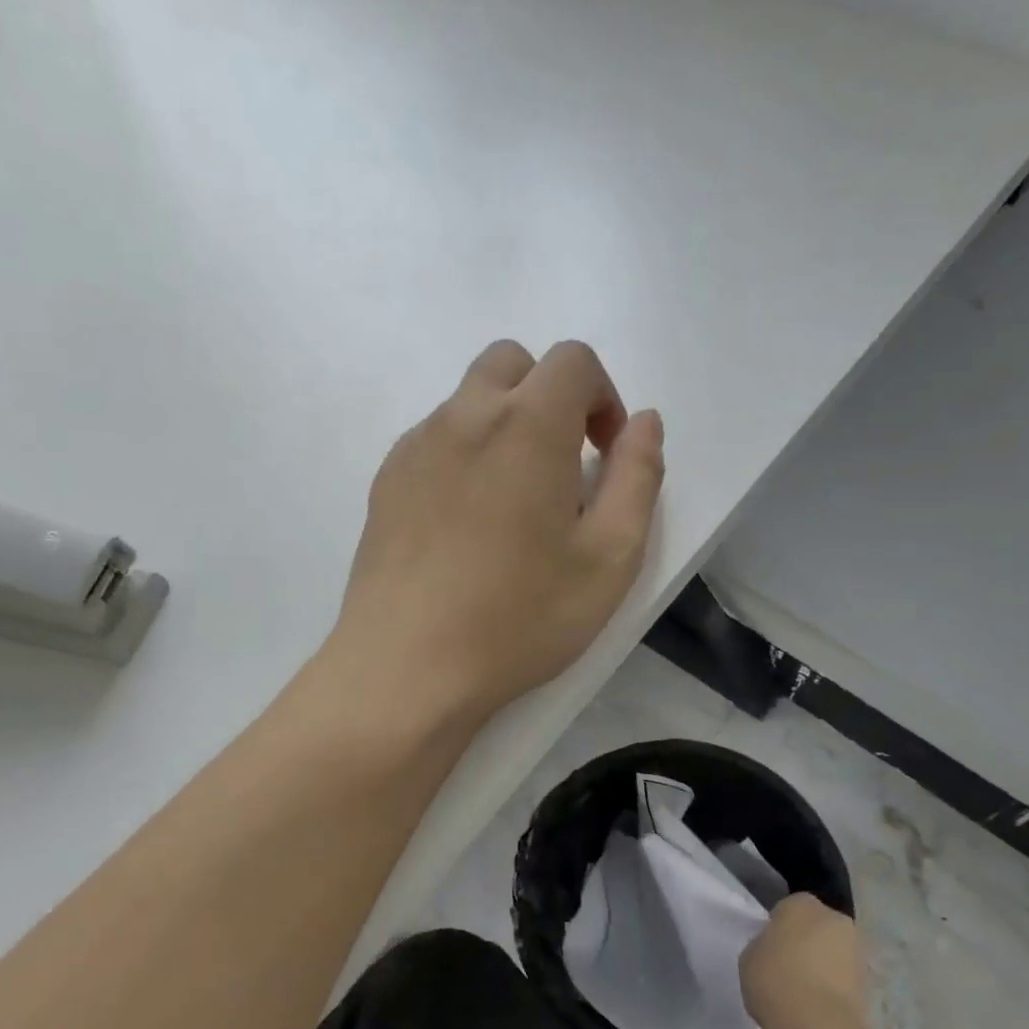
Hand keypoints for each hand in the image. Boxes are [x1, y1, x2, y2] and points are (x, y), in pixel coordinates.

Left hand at [329, 340, 664, 724]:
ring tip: (516, 506)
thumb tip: (644, 422)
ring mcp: (415, 448)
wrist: (407, 667)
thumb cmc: (520, 618)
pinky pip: (434, 440)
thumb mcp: (610, 559)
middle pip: (513, 364)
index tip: (606, 455)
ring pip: (469, 402)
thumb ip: (639, 477)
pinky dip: (464, 455)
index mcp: (527, 425)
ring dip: (506, 426)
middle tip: (564, 469)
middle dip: (551, 398)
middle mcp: (464, 417)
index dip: (603, 398)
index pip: (572, 361)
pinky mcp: (385, 482)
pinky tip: (468, 526)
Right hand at [741, 893, 867, 1028]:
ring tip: (802, 993)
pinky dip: (833, 988)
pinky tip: (817, 1008)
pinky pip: (843, 978)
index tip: (769, 949)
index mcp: (802, 903)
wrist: (820, 1028)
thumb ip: (763, 945)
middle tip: (786, 968)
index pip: (788, 908)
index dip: (778, 928)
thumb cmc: (776, 981)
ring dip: (823, 966)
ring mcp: (857, 950)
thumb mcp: (749, 957)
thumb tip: (774, 949)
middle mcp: (835, 918)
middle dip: (805, 942)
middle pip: (816, 927)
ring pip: (833, 952)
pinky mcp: (870, 983)